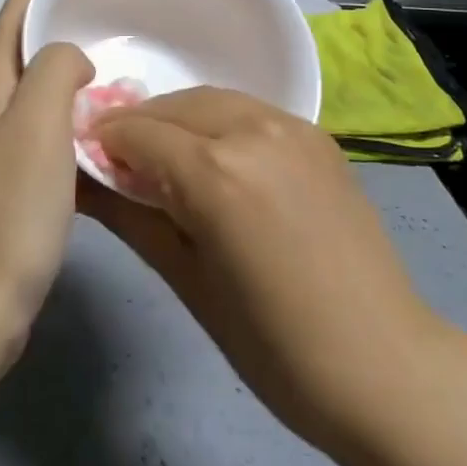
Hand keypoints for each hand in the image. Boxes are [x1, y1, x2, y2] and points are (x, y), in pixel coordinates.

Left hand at [0, 0, 91, 346]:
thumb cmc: (9, 209)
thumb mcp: (37, 123)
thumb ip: (55, 70)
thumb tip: (74, 59)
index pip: (15, 8)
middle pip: (26, 43)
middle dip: (65, 16)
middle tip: (118, 9)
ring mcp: (1, 145)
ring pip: (41, 86)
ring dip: (74, 65)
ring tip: (120, 58)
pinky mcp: (16, 181)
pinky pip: (51, 126)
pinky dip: (78, 111)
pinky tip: (108, 124)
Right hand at [80, 87, 434, 459]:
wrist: (383, 364)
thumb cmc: (273, 346)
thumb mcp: (188, 282)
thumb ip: (132, 217)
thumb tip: (83, 182)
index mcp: (215, 171)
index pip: (138, 132)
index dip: (105, 141)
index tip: (85, 160)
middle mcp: (252, 130)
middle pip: (175, 106)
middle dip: (140, 126)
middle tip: (120, 162)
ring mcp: (292, 127)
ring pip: (214, 101)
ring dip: (179, 119)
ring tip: (165, 158)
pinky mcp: (318, 135)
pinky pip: (252, 112)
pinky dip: (220, 123)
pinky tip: (217, 159)